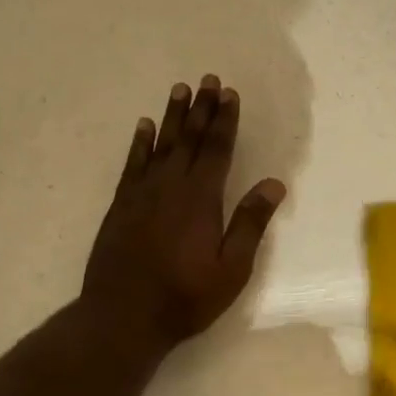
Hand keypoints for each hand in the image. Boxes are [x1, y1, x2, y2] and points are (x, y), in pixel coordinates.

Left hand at [80, 75, 285, 352]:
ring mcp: (141, 194)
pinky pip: (132, 163)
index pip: (216, 150)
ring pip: (160, 144)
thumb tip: (274, 184)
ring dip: (172, 116)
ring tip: (180, 89)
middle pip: (189, 139)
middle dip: (201, 109)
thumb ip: (250, 223)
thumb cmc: (185, 297)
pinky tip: (143, 126)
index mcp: (201, 199)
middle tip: (208, 80)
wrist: (123, 316)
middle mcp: (170, 186)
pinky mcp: (121, 205)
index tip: (230, 94)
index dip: (225, 121)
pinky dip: (139, 143)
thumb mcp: (231, 269)